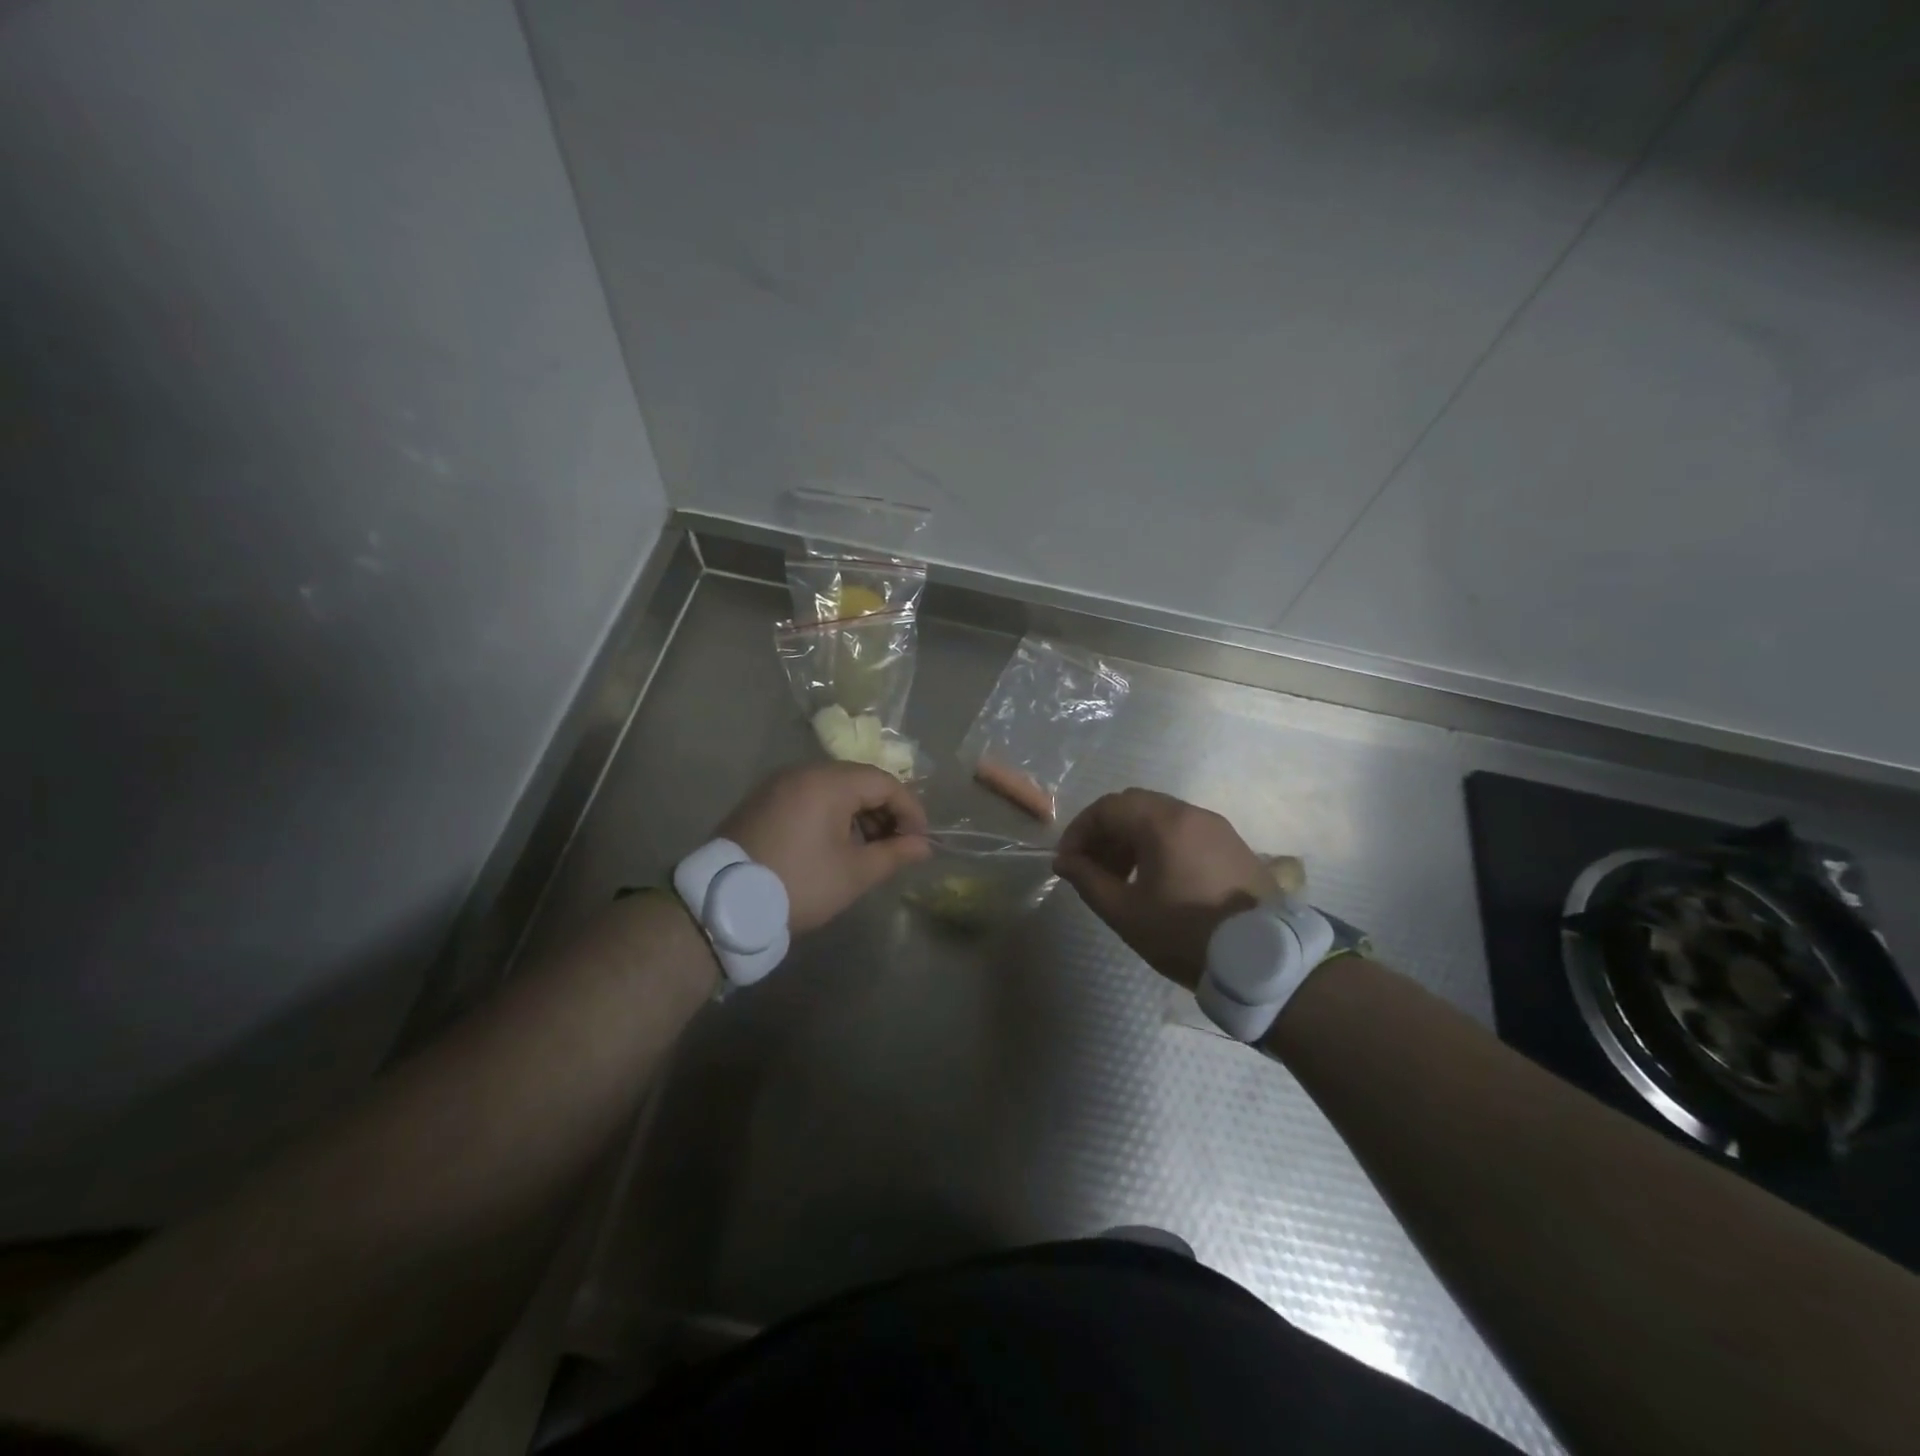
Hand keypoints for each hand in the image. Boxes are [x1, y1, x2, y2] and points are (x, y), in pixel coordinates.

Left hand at [718, 762, 931, 932]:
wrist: (722, 905)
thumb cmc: (799, 884)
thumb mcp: (854, 873)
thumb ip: (894, 854)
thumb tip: (922, 846)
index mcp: (827, 782)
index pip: (884, 782)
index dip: (910, 810)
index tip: (920, 841)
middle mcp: (802, 772)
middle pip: (858, 780)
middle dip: (884, 811)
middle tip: (896, 846)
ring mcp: (778, 784)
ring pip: (833, 788)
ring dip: (858, 813)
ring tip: (868, 850)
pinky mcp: (761, 801)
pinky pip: (809, 796)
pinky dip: (831, 814)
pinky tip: (835, 845)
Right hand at [1054, 788, 1269, 987]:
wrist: (1261, 960)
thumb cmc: (1184, 933)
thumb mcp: (1125, 912)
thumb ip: (1088, 880)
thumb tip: (1064, 861)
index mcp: (1163, 823)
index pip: (1107, 808)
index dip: (1080, 830)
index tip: (1067, 862)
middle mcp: (1191, 813)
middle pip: (1134, 806)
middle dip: (1105, 832)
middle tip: (1091, 867)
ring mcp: (1217, 827)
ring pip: (1160, 817)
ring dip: (1131, 838)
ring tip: (1120, 876)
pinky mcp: (1233, 845)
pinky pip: (1184, 831)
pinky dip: (1159, 844)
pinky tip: (1155, 879)